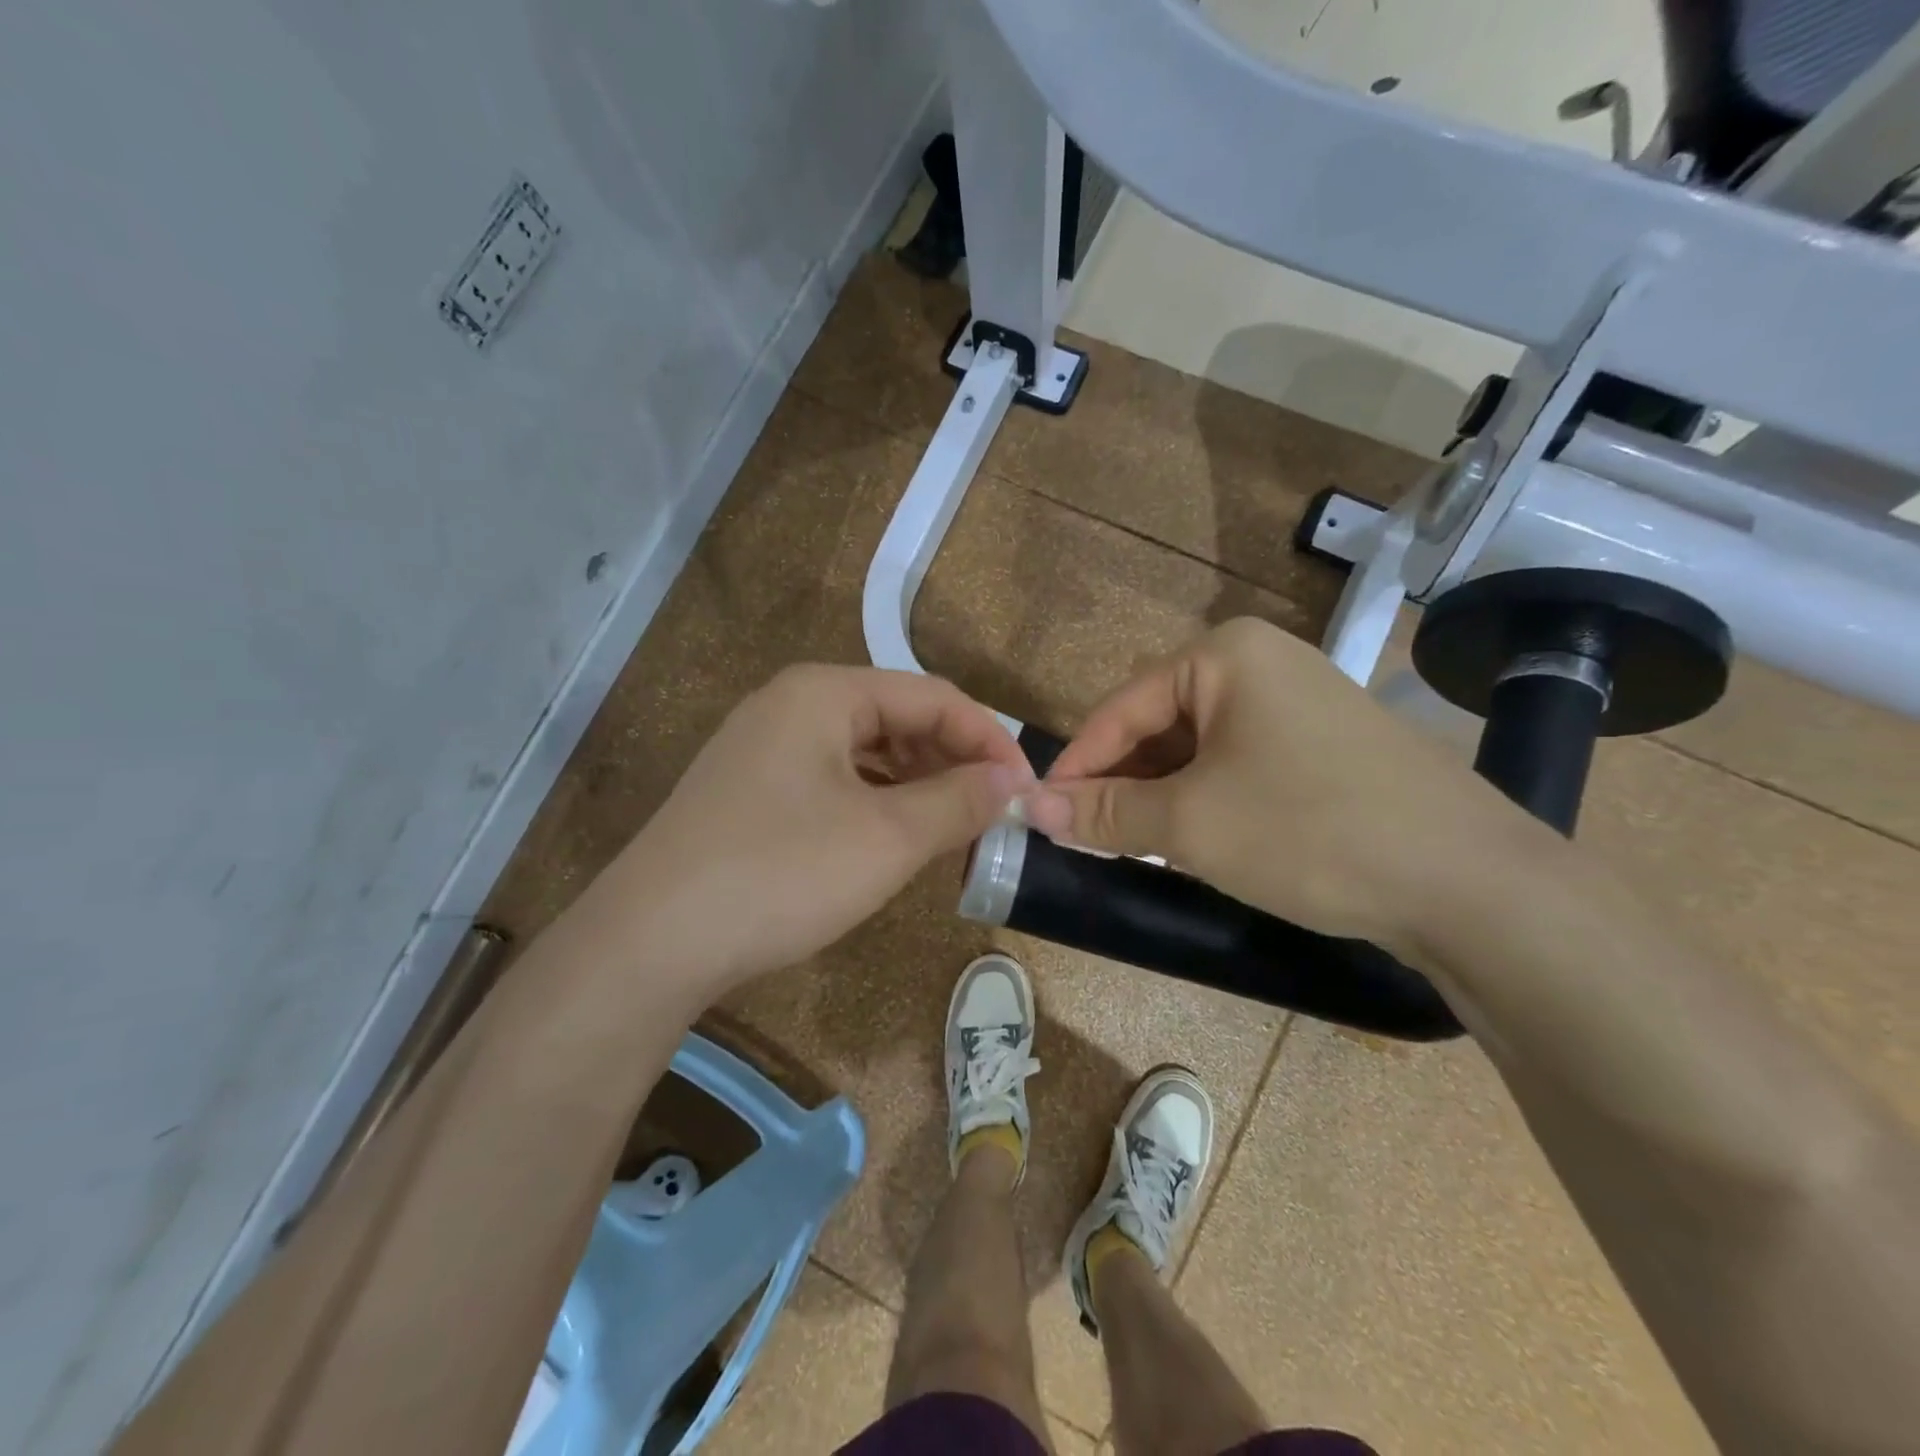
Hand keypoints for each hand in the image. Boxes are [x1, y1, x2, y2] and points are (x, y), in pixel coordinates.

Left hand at [613, 665, 1030, 994]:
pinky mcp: (751, 791)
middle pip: (898, 718)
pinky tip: (894, 839)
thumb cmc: (781, 872)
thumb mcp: (887, 837)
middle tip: (993, 813)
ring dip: (917, 785)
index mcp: (824, 692)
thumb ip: (958, 800)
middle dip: (953, 762)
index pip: (933, 697)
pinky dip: (877, 803)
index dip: (988, 739)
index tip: (1026, 790)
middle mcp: (791, 705)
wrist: (651, 941)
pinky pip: (834, 781)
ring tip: (953, 828)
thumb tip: (1010, 781)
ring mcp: (764, 748)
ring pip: (866, 753)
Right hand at [1021, 618, 1542, 955]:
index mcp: (1225, 656)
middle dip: (1121, 783)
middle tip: (1086, 839)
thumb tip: (1031, 807)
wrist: (1473, 885)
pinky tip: (1195, 842)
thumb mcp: (1191, 824)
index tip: (1040, 814)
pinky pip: (1239, 766)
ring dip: (1161, 797)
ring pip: (1199, 750)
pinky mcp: (1325, 748)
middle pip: (1159, 724)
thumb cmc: (1310, 831)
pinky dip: (1206, 801)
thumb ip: (1105, 813)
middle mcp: (1263, 664)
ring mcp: (1300, 704)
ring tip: (1133, 847)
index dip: (1076, 764)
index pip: (1121, 707)